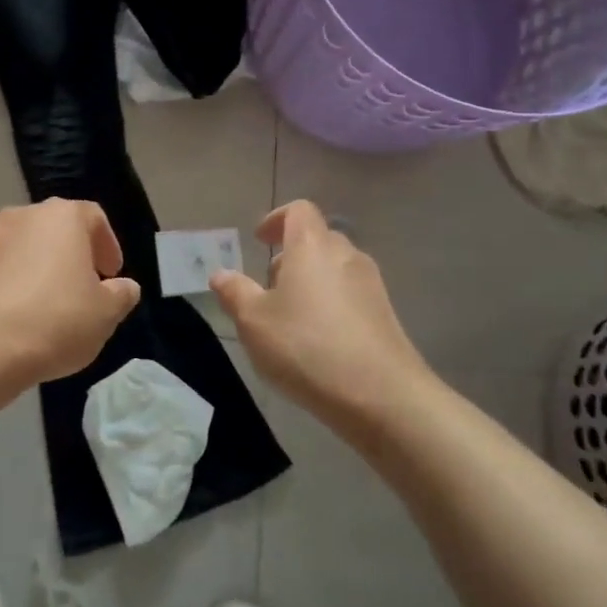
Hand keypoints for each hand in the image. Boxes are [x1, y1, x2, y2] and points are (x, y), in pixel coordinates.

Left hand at [0, 199, 141, 383]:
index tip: (111, 275)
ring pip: (20, 249)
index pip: (93, 217)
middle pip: (54, 229)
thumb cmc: (56, 321)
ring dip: (34, 269)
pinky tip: (12, 320)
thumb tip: (124, 287)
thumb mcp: (106, 313)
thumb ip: (121, 294)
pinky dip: (5, 288)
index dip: (107, 244)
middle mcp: (21, 217)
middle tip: (81, 288)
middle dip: (70, 255)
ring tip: (44, 307)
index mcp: (61, 217)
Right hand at [210, 201, 427, 430]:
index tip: (260, 240)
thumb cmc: (306, 347)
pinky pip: (351, 295)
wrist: (381, 395)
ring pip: (335, 269)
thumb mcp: (254, 322)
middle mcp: (346, 255)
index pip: (299, 210)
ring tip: (291, 318)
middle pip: (318, 239)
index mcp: (312, 246)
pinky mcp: (386, 315)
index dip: (277, 219)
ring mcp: (371, 285)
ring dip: (311, 282)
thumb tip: (220, 274)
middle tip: (269, 286)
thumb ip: (235, 292)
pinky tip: (318, 341)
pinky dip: (331, 304)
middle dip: (291, 256)